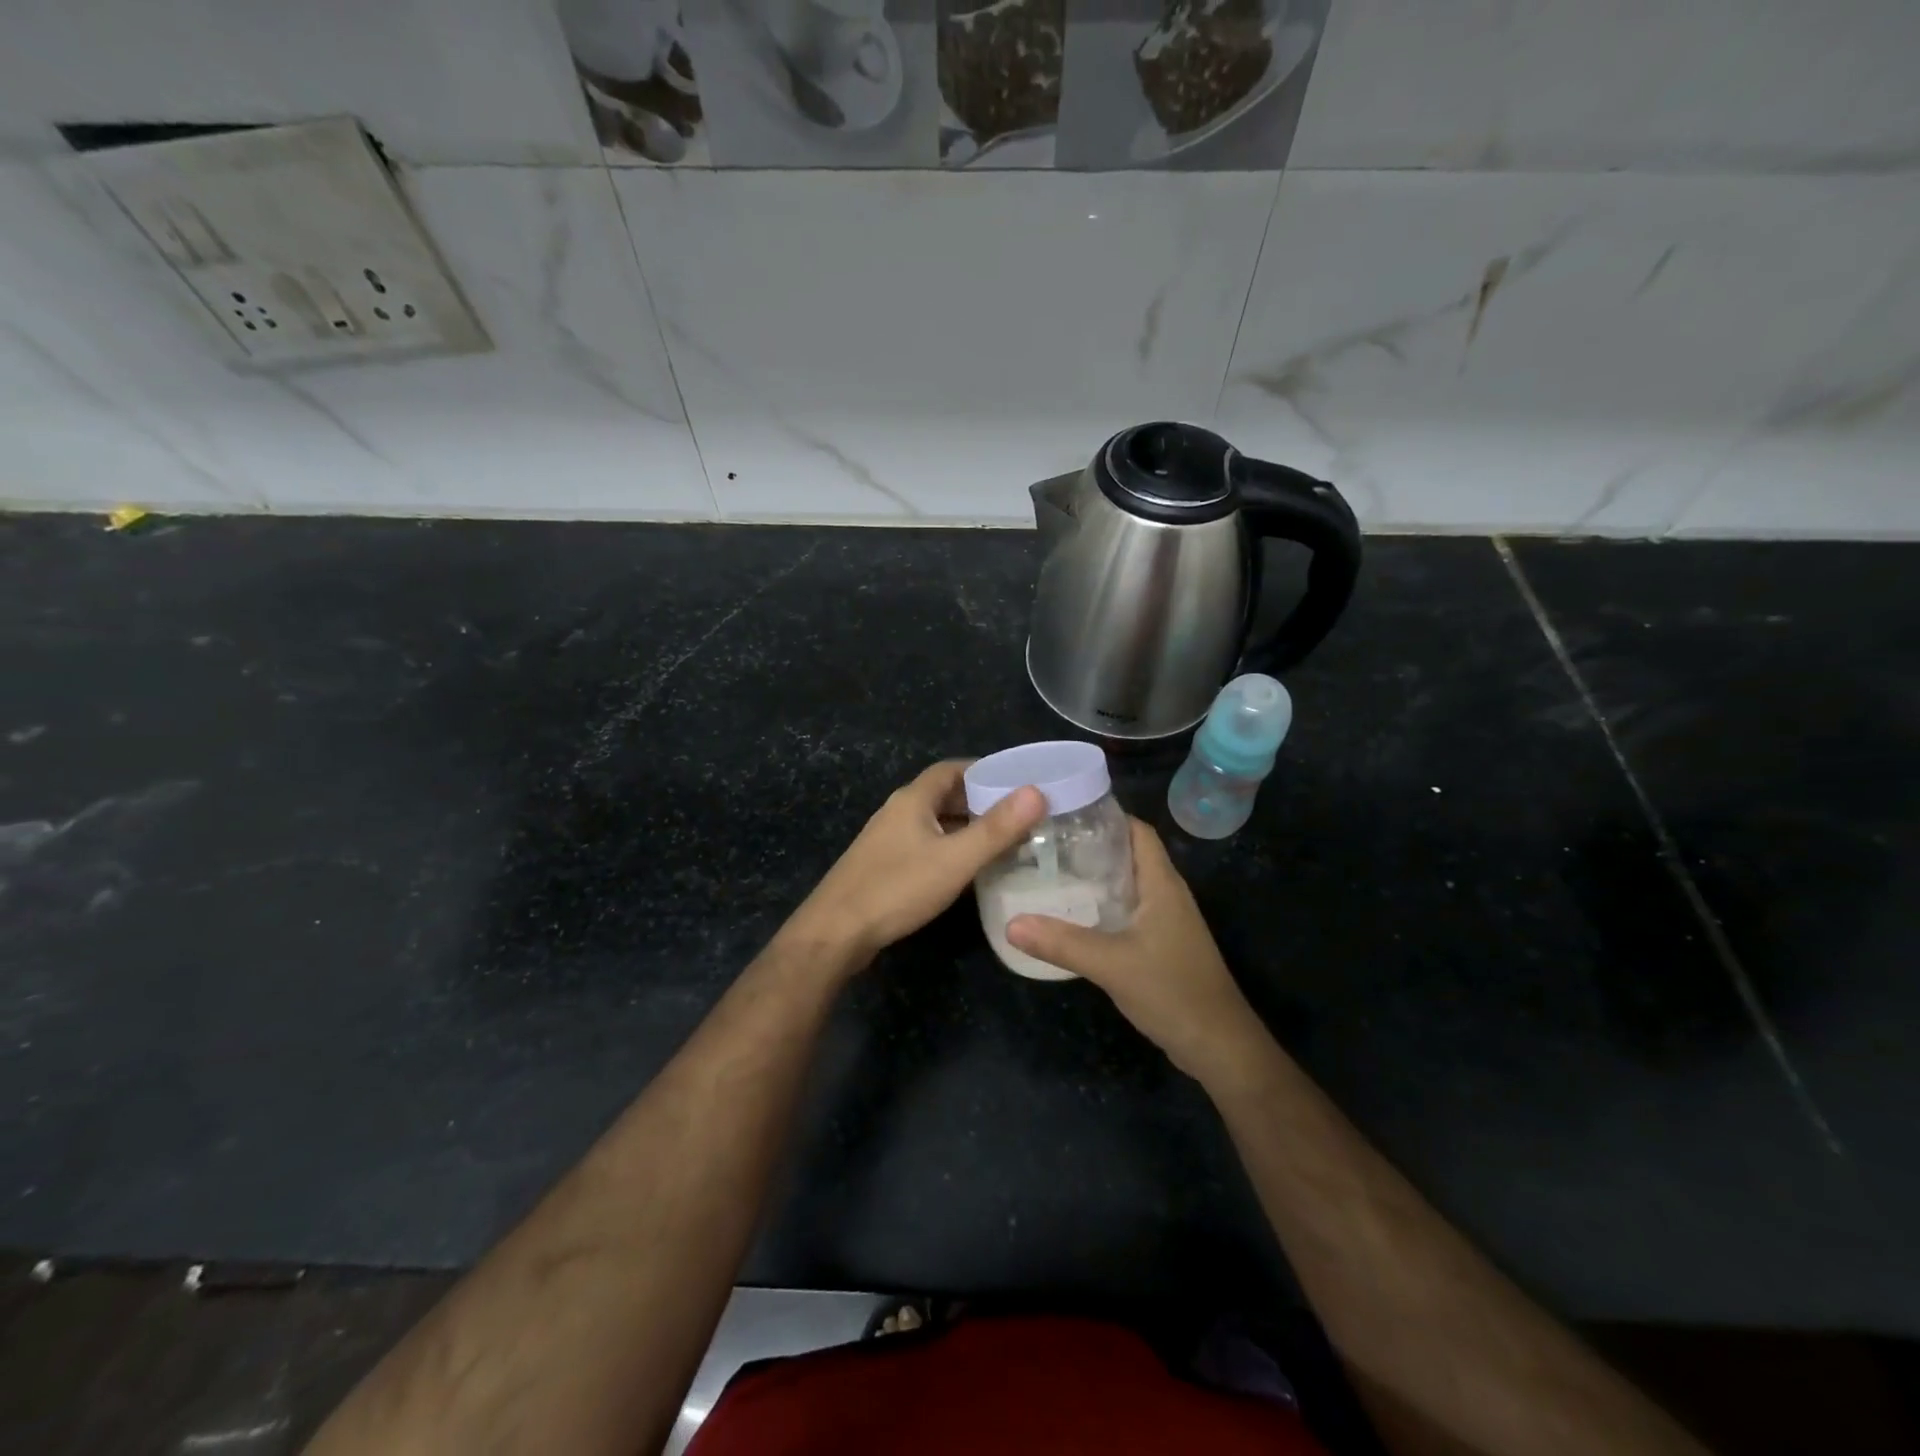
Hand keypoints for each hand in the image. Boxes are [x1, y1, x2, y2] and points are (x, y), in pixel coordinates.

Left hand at [783, 760, 1045, 968]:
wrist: (836, 932)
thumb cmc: (897, 888)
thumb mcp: (955, 859)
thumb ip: (996, 828)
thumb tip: (1036, 792)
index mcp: (913, 799)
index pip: (952, 769)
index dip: (984, 771)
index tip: (1018, 782)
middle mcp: (898, 812)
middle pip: (943, 795)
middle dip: (980, 801)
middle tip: (1018, 816)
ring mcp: (887, 840)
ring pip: (934, 823)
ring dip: (966, 827)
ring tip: (1002, 842)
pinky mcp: (883, 866)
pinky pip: (925, 845)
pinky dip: (950, 848)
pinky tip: (967, 870)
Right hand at [1006, 819, 1262, 1082]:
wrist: (1218, 1045)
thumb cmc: (1172, 991)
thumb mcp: (1111, 964)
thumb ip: (1061, 943)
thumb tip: (1011, 923)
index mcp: (1162, 884)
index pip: (1138, 831)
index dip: (1107, 814)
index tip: (1064, 811)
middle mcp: (1166, 894)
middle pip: (1128, 853)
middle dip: (1090, 844)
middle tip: (1045, 841)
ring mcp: (1166, 920)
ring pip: (1126, 883)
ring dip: (1094, 876)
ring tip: (1050, 871)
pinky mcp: (1161, 944)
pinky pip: (1128, 910)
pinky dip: (1101, 904)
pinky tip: (1073, 914)